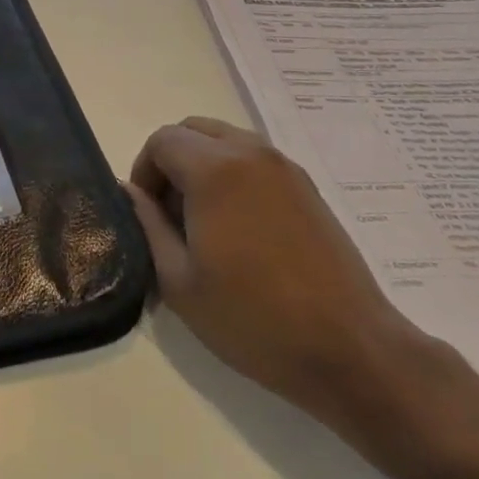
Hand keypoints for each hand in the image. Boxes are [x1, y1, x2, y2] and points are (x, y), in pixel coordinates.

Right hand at [128, 117, 427, 418]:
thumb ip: (148, 225)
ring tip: (204, 221)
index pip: (162, 140)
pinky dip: (233, 174)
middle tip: (171, 214)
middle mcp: (251, 154)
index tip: (148, 215)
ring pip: (226, 140)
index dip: (143, 172)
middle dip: (171, 161)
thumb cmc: (253, 318)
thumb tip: (130, 192)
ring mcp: (286, 168)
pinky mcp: (308, 187)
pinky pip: (255, 160)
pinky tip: (239, 228)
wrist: (349, 349)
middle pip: (194, 130)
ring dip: (202, 165)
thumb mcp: (179, 280)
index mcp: (215, 170)